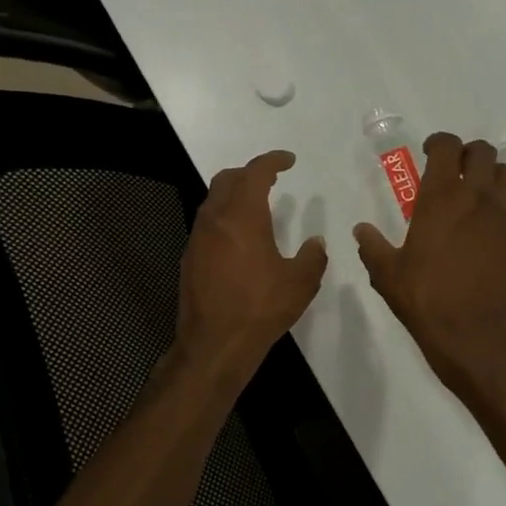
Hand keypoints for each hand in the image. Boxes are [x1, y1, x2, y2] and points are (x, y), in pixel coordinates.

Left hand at [178, 150, 327, 382]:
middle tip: (271, 179)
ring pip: (213, 201)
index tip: (289, 160)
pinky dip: (225, 217)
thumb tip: (315, 243)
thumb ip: (312, 256)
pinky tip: (240, 238)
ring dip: (234, 195)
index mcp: (243, 216)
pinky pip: (208, 223)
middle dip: (249, 173)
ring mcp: (198, 238)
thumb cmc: (260, 308)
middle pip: (227, 179)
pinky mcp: (190, 258)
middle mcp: (215, 219)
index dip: (273, 161)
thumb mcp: (300, 282)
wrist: (214, 344)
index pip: (255, 172)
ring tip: (257, 206)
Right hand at [353, 133, 505, 395]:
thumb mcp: (388, 275)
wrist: (480, 337)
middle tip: (454, 171)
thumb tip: (361, 229)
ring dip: (490, 176)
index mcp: (442, 198)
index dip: (438, 142)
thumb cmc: (427, 301)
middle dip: (467, 154)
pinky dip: (502, 212)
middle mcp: (478, 198)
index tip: (429, 152)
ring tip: (476, 196)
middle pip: (482, 152)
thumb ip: (372, 246)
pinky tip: (489, 236)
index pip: (446, 147)